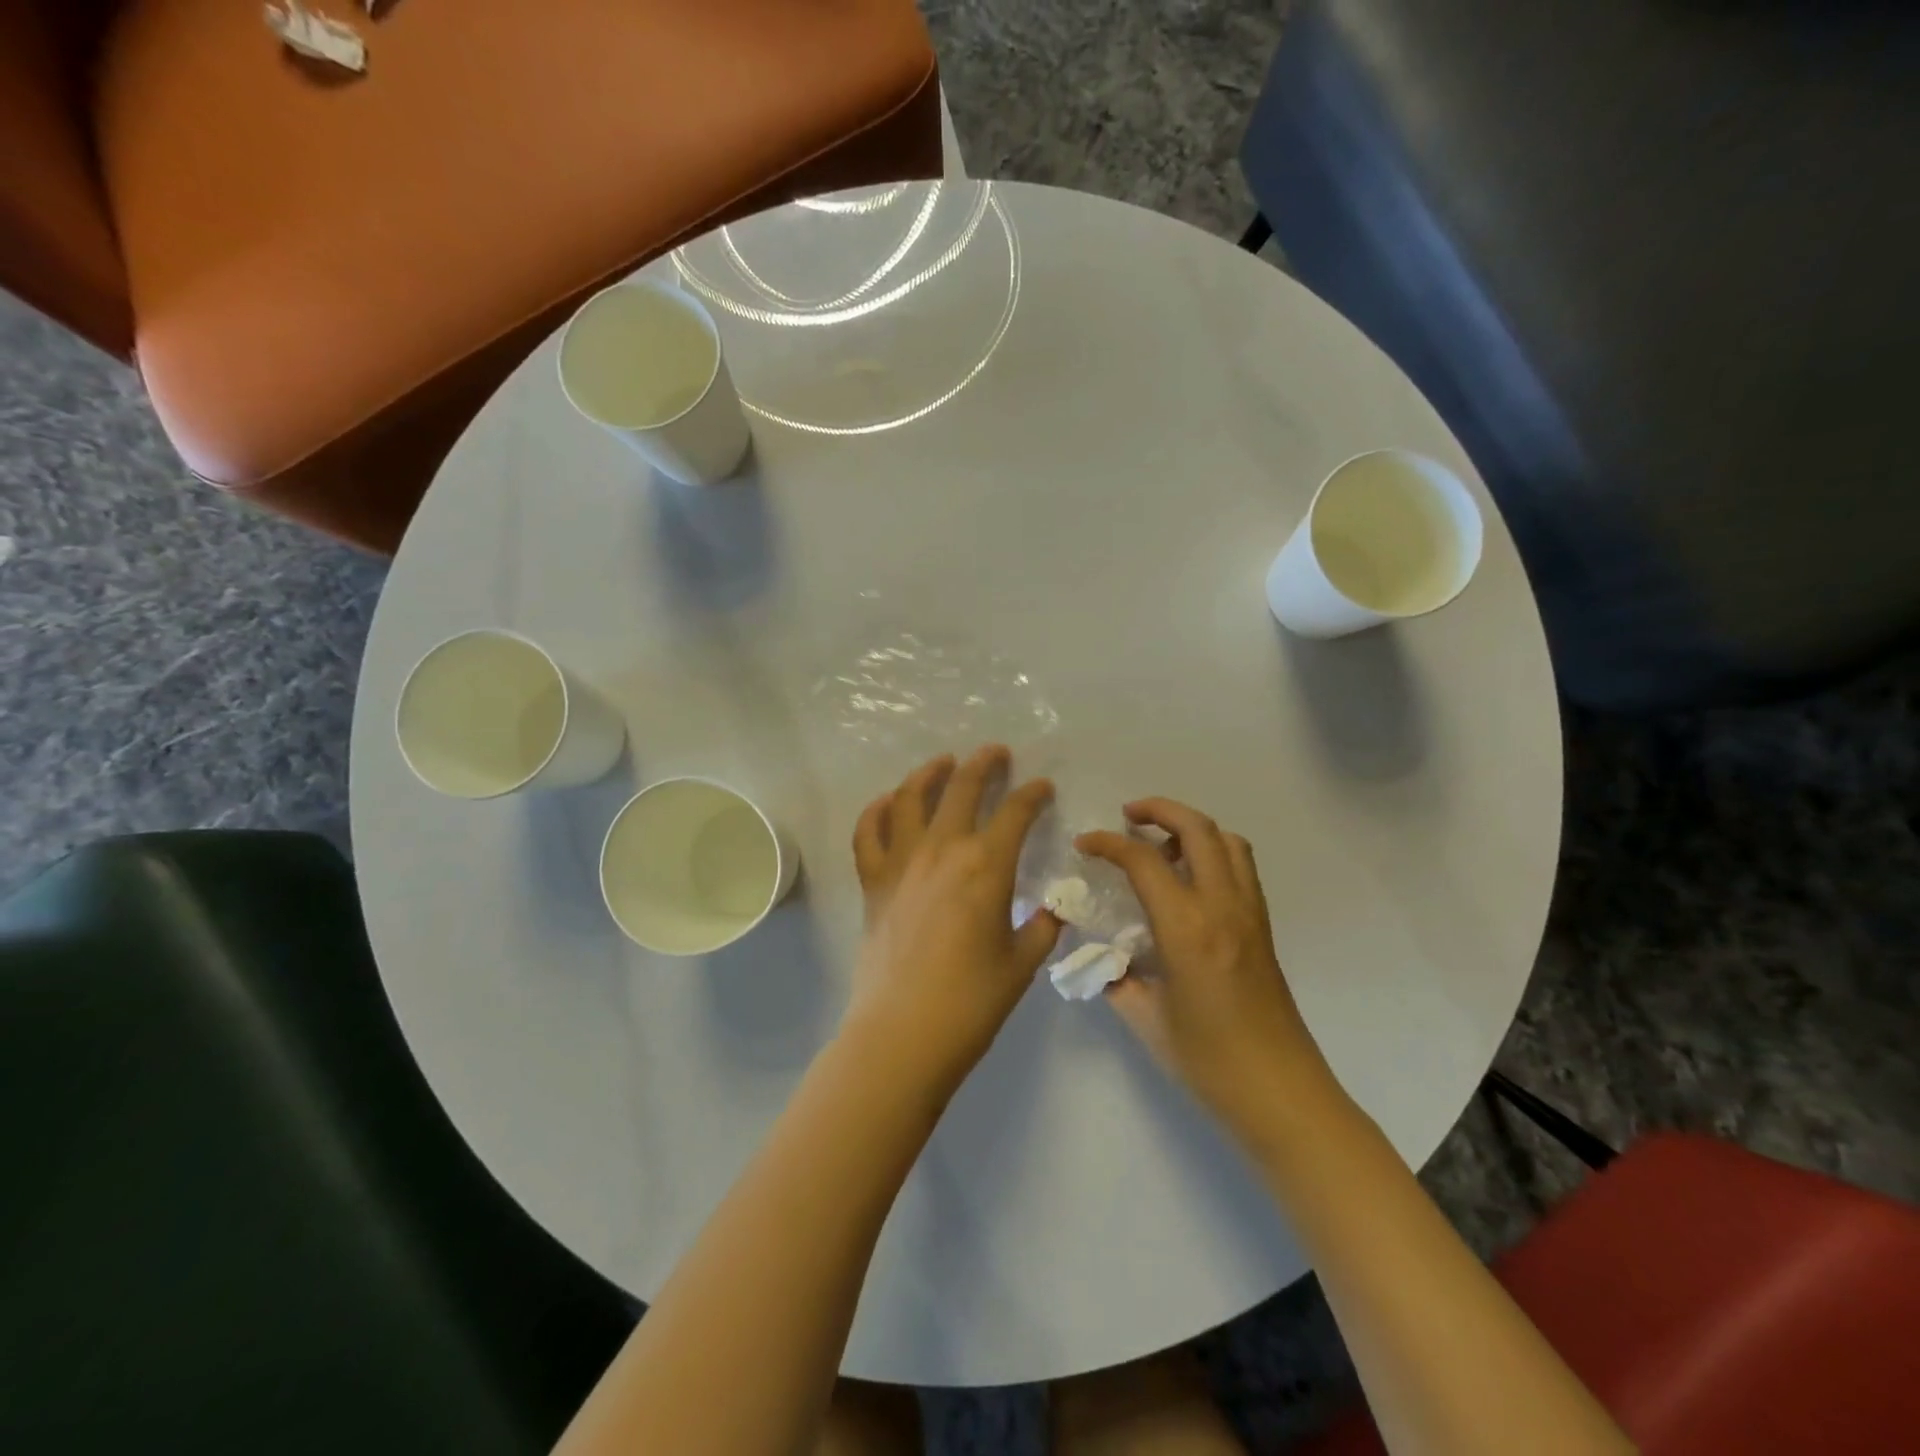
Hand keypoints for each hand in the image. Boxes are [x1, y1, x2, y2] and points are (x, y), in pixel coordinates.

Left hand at [847, 746, 1061, 1088]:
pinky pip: (868, 832)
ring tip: (943, 762)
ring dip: (929, 773)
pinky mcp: (872, 881)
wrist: (904, 1033)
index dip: (1033, 795)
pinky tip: (888, 802)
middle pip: (962, 789)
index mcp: (986, 866)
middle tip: (996, 753)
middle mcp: (942, 850)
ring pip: (910, 797)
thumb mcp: (1022, 963)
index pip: (1015, 813)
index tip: (1043, 787)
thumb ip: (1042, 927)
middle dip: (984, 764)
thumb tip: (1053, 909)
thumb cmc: (972, 1002)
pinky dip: (878, 810)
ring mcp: (901, 862)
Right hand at [1077, 799, 1331, 1121]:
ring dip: (1192, 827)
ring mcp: (1250, 913)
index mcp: (1187, 928)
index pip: (1144, 860)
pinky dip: (1214, 851)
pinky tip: (1189, 881)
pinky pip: (1241, 867)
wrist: (1281, 1094)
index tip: (1084, 844)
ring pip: (1227, 840)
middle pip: (1197, 829)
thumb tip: (1102, 955)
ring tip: (1161, 845)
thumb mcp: (1145, 1018)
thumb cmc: (1208, 1061)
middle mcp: (1223, 907)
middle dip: (1159, 809)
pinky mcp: (1264, 926)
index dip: (1108, 843)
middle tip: (1127, 816)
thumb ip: (1117, 976)